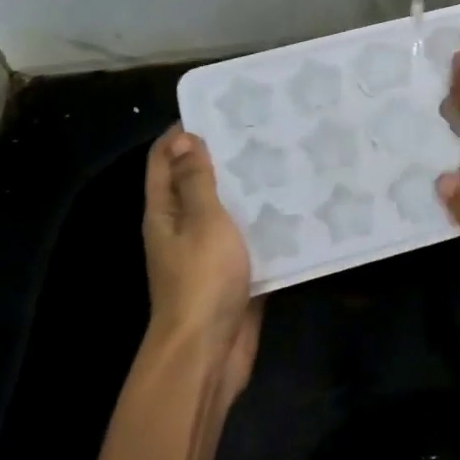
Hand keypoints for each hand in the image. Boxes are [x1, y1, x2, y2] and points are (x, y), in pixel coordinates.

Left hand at [143, 127, 261, 395]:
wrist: (210, 351)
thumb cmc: (202, 279)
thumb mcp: (201, 221)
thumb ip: (195, 181)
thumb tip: (183, 138)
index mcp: (165, 212)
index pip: (164, 160)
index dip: (183, 133)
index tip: (219, 109)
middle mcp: (182, 228)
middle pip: (197, 182)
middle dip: (223, 156)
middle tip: (263, 130)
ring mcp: (208, 252)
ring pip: (227, 210)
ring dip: (248, 189)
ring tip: (284, 158)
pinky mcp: (234, 273)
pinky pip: (248, 238)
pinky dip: (265, 222)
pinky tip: (294, 206)